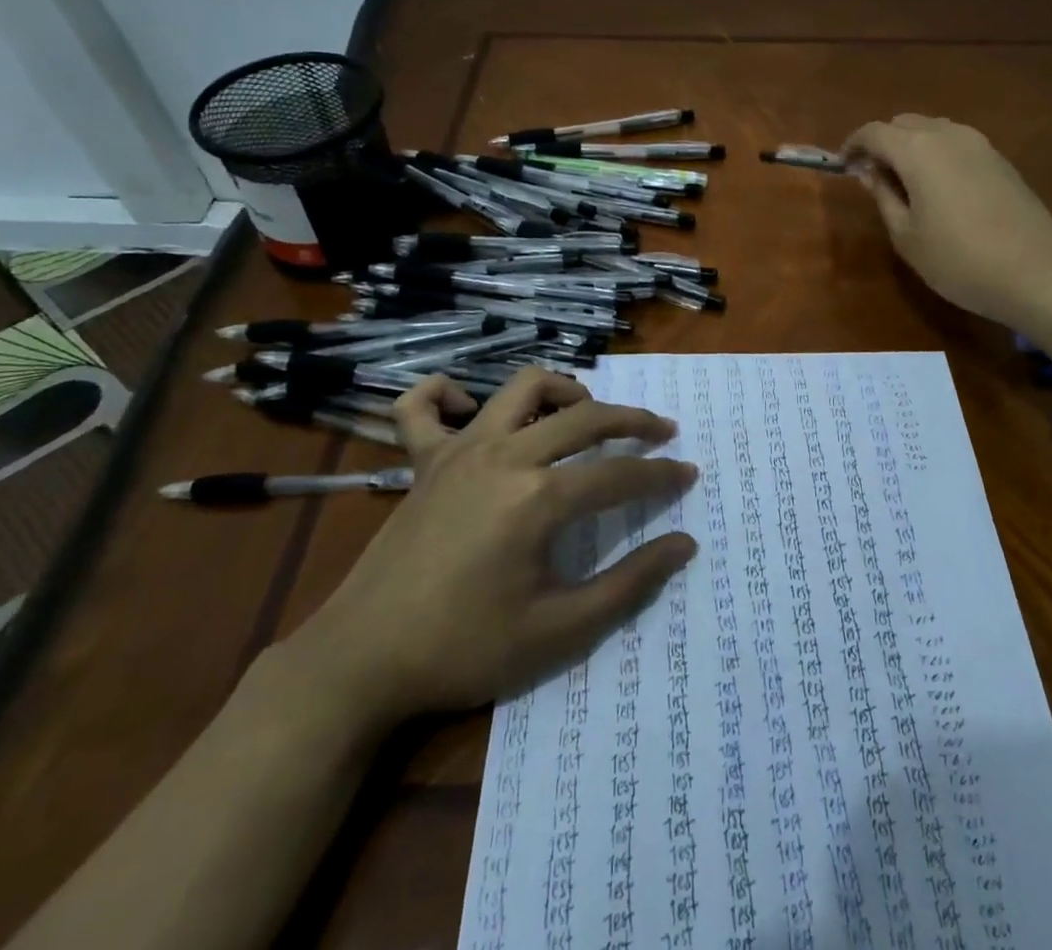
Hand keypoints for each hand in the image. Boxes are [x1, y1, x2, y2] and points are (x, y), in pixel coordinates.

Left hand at [276, 368, 696, 739]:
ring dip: (562, 391)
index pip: (618, 474)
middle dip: (632, 420)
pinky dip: (447, 395)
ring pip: (522, 388)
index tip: (688, 474)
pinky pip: (423, 406)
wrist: (362, 662)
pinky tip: (470, 410)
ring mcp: (459, 451)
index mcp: (538, 498)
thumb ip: (628, 584)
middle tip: (660, 433)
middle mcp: (504, 456)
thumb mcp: (558, 630)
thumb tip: (683, 544)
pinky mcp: (422, 461)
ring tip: (584, 412)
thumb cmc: (465, 649)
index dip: (660, 475)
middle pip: (584, 416)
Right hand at [843, 114, 1051, 325]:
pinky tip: (938, 188)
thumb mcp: (906, 235)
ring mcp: (979, 144)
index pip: (873, 131)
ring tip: (904, 182)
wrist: (1036, 272)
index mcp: (918, 150)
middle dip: (882, 142)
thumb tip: (869, 172)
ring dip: (911, 146)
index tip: (843, 166)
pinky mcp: (1000, 159)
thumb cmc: (958, 260)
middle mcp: (948, 134)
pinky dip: (936, 154)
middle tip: (872, 176)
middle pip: (904, 123)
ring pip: (932, 129)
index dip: (853, 145)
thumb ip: (883, 195)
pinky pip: (956, 143)